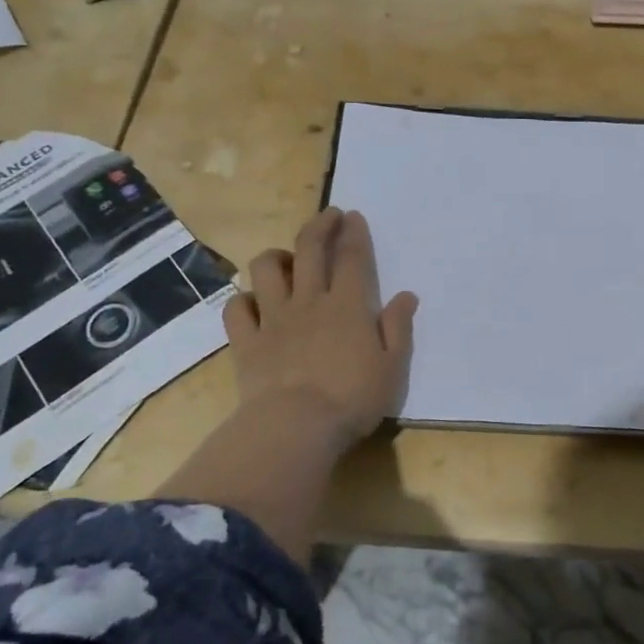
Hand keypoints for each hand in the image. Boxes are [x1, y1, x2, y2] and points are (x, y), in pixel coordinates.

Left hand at [225, 207, 417, 451]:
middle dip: (319, 226)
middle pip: (310, 250)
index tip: (352, 216)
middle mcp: (309, 302)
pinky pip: (237, 308)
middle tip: (328, 216)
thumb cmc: (352, 399)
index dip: (353, 233)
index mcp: (348, 306)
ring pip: (266, 270)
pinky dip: (243, 300)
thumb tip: (406, 296)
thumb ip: (398, 328)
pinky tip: (253, 303)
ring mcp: (273, 319)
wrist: (295, 427)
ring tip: (286, 259)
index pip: (352, 258)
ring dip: (276, 257)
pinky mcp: (246, 341)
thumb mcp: (392, 367)